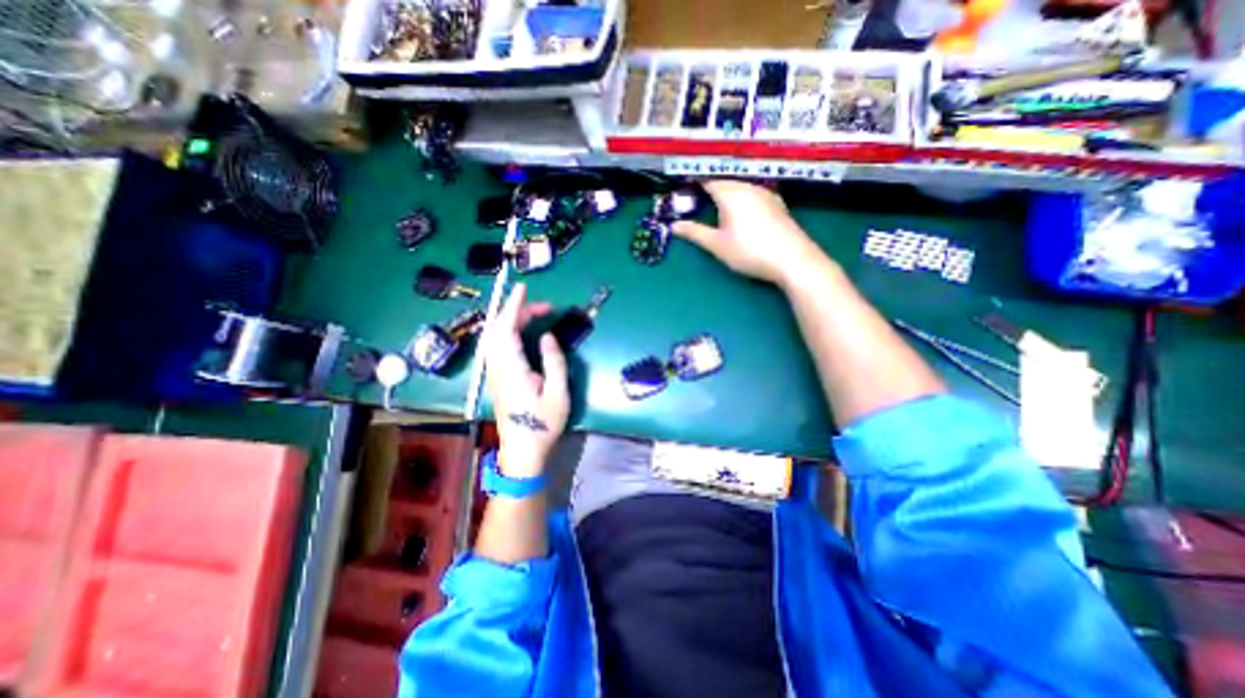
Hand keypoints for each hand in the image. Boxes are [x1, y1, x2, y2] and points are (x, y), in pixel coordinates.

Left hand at [483, 281, 571, 474]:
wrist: (522, 452)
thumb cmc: (543, 425)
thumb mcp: (558, 394)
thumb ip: (554, 362)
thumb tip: (547, 336)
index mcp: (512, 369)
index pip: (506, 329)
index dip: (513, 306)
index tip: (524, 288)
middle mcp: (498, 368)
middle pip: (498, 330)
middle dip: (517, 311)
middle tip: (544, 308)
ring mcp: (495, 373)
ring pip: (496, 337)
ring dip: (513, 321)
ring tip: (536, 316)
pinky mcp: (497, 378)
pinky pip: (498, 346)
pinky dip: (509, 331)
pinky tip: (523, 333)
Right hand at [673, 180, 823, 285]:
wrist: (792, 259)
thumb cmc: (749, 251)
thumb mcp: (717, 244)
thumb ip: (694, 232)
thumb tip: (674, 225)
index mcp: (731, 192)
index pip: (707, 180)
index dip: (693, 183)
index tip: (682, 190)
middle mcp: (748, 186)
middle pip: (724, 181)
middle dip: (709, 188)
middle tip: (695, 200)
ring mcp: (765, 193)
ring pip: (740, 186)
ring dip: (726, 193)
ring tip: (715, 207)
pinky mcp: (776, 204)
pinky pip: (752, 194)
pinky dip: (741, 199)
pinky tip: (741, 212)